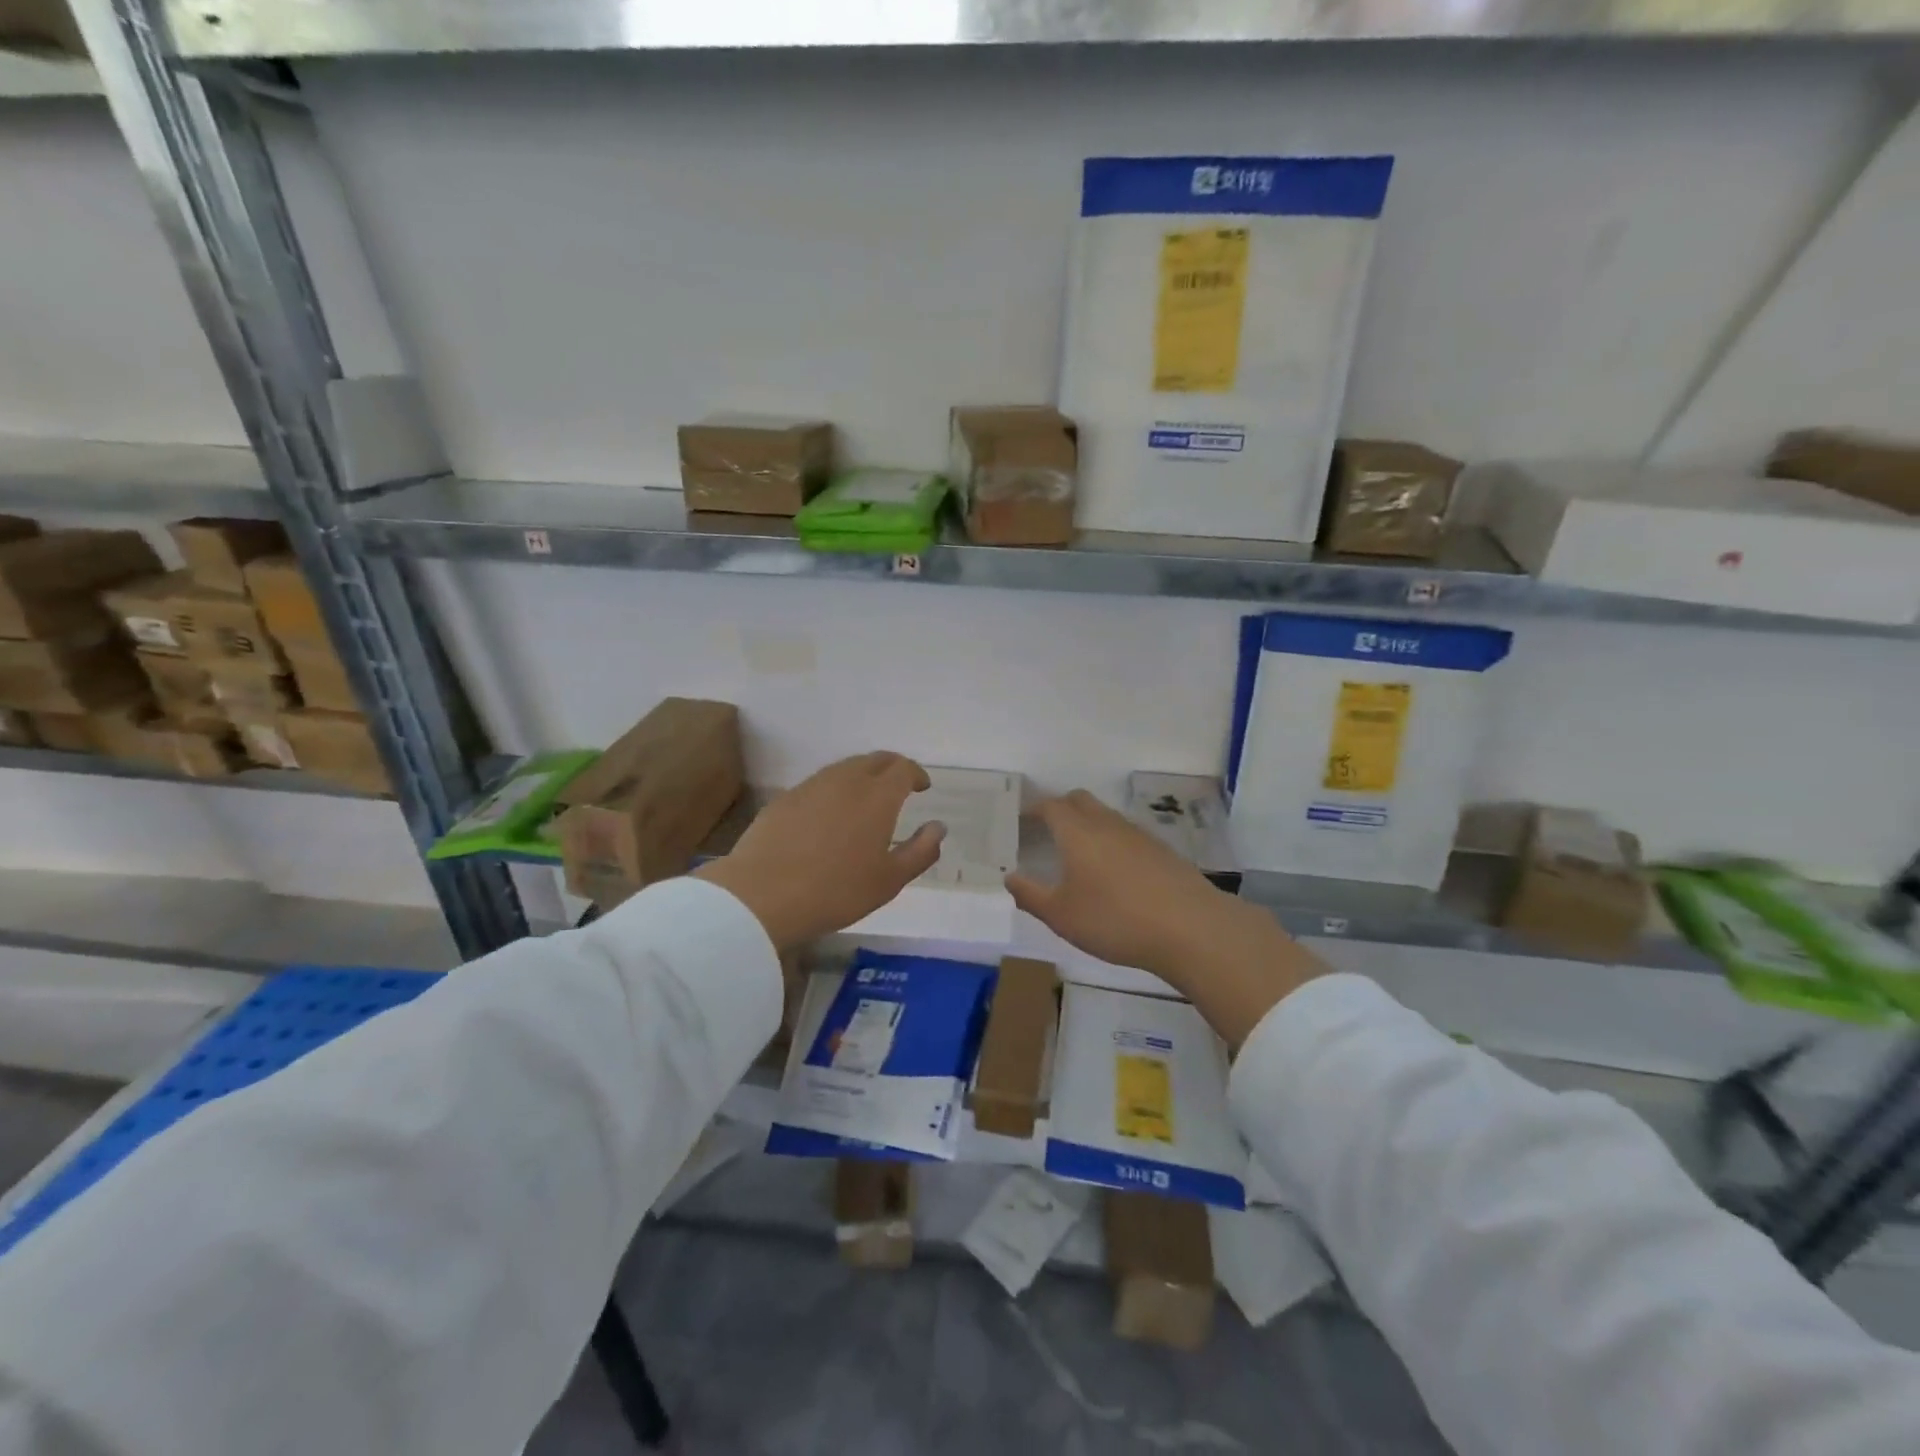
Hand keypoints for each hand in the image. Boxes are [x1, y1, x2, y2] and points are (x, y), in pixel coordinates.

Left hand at [694, 752, 944, 949]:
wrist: (761, 895)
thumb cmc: (836, 891)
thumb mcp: (889, 880)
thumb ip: (920, 851)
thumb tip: (938, 827)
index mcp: (877, 796)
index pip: (903, 768)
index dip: (916, 773)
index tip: (922, 786)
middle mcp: (846, 780)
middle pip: (874, 760)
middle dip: (892, 767)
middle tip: (899, 785)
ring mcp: (811, 786)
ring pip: (844, 768)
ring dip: (862, 775)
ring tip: (866, 798)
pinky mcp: (785, 799)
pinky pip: (819, 784)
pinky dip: (834, 789)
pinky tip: (830, 814)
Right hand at [1006, 790, 1227, 983]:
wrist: (1190, 928)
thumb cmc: (1115, 920)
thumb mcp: (1061, 916)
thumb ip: (1030, 895)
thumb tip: (1009, 877)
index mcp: (1078, 832)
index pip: (1051, 806)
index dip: (1033, 809)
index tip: (1021, 821)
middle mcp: (1107, 824)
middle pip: (1080, 801)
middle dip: (1060, 809)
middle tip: (1045, 831)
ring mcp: (1138, 835)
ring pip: (1105, 816)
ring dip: (1087, 825)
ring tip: (1077, 855)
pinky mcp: (1162, 851)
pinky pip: (1127, 835)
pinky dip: (1111, 843)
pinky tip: (1114, 874)